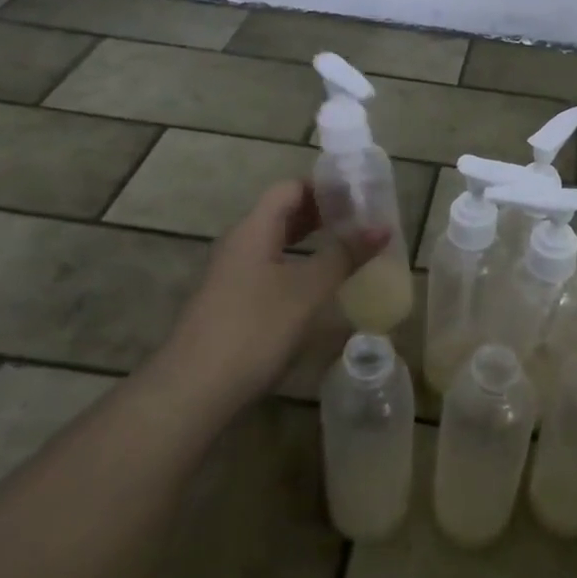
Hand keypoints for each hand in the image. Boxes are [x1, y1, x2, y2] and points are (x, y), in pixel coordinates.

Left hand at [161, 181, 386, 411]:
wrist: (193, 391)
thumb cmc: (254, 329)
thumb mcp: (307, 290)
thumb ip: (344, 255)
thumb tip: (382, 228)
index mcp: (254, 229)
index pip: (290, 188)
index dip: (324, 186)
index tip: (360, 194)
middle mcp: (240, 244)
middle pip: (283, 213)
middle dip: (322, 212)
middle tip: (362, 220)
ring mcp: (233, 275)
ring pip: (277, 242)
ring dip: (312, 240)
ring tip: (348, 248)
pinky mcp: (233, 303)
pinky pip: (271, 268)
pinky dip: (299, 265)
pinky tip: (319, 285)